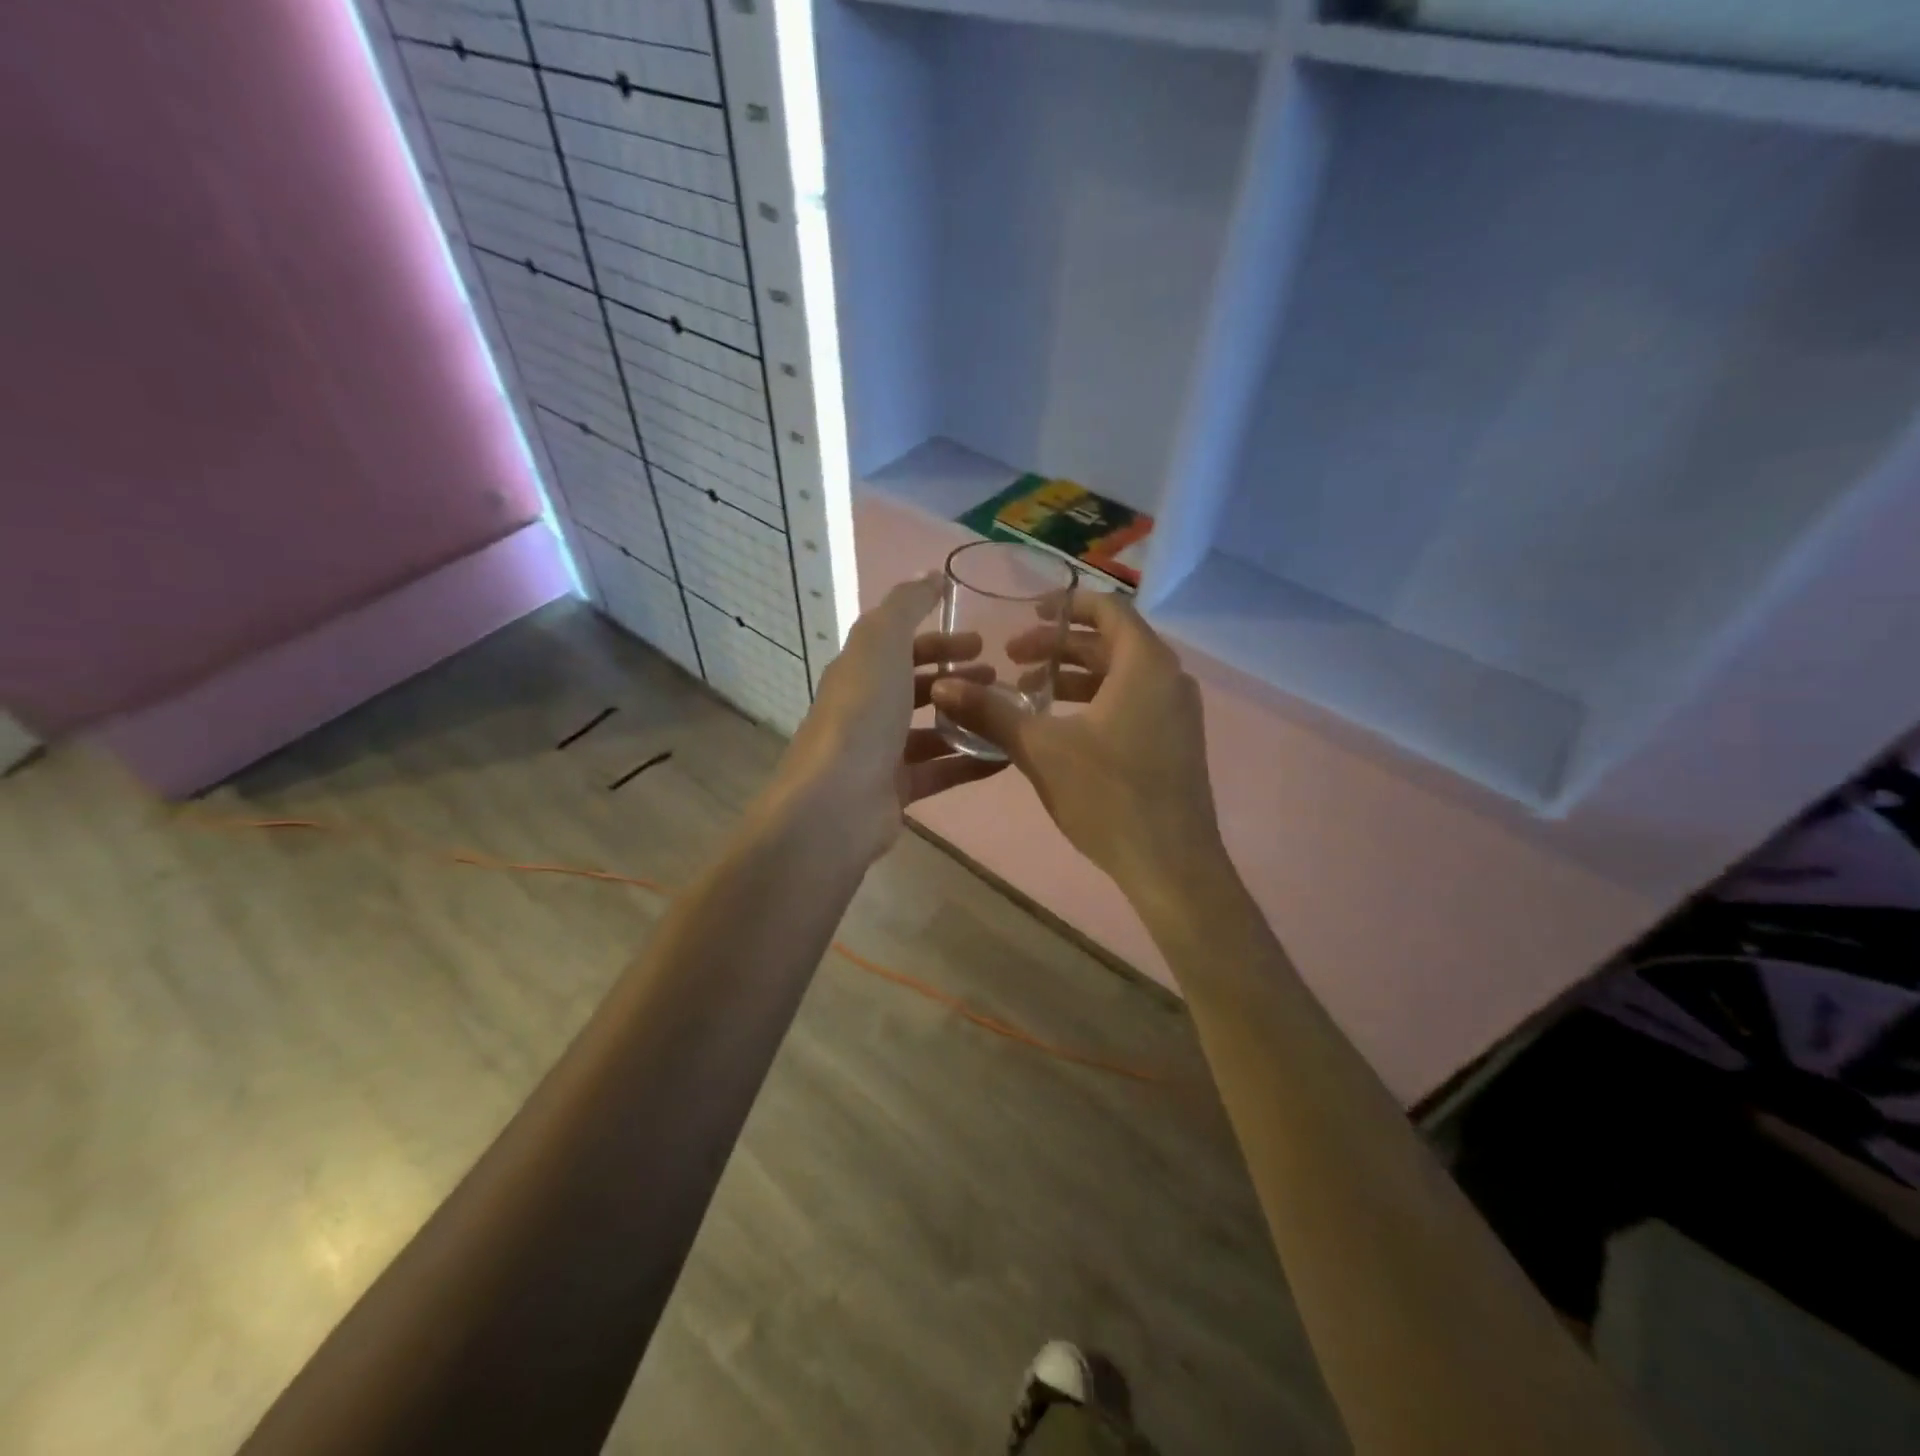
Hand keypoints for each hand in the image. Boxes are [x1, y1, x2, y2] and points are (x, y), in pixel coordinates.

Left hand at [767, 575, 1002, 863]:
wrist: (837, 802)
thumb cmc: (862, 713)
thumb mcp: (882, 641)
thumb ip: (907, 605)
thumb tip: (931, 574)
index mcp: (860, 671)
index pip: (901, 647)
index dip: (940, 640)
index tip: (982, 641)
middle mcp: (867, 710)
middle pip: (917, 687)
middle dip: (958, 678)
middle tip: (1001, 677)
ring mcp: (881, 753)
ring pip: (932, 730)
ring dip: (967, 718)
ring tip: (1008, 714)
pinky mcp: (897, 791)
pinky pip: (942, 770)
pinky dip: (972, 761)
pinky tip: (1007, 755)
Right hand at [930, 592, 1222, 895]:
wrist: (1172, 865)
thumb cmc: (1109, 796)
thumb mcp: (1041, 749)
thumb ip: (992, 712)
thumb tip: (943, 687)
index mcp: (1146, 665)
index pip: (1108, 608)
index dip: (1066, 605)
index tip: (1028, 614)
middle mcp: (1170, 679)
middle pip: (1111, 642)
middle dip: (1059, 648)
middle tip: (1013, 659)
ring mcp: (1178, 713)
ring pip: (1121, 676)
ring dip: (1074, 678)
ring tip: (1028, 695)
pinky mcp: (1176, 742)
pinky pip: (1134, 702)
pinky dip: (1096, 701)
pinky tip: (1062, 729)